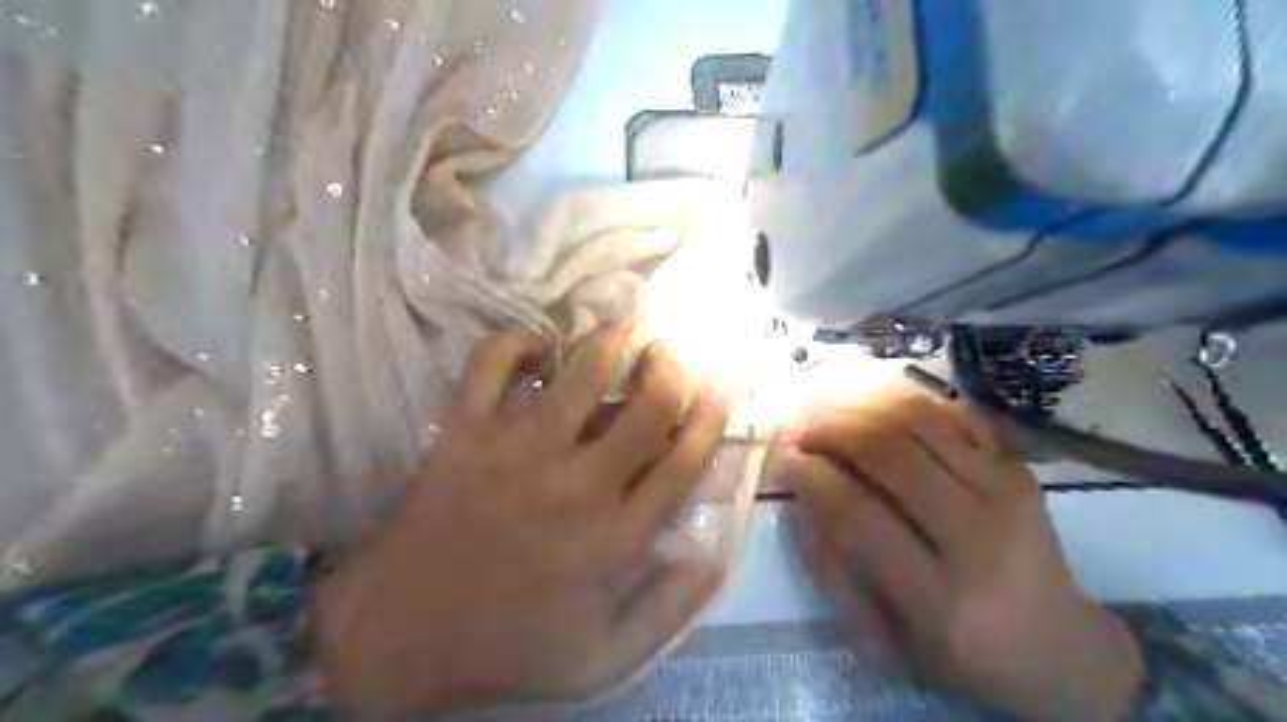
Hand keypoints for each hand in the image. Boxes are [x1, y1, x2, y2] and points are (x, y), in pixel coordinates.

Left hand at [316, 323, 729, 717]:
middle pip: (648, 406)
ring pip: (581, 372)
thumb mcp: (603, 660)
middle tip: (669, 355)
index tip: (717, 392)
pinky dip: (515, 341)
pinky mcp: (463, 433)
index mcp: (615, 539)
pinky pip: (491, 363)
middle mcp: (576, 485)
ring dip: (611, 340)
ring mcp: (517, 452)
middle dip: (671, 369)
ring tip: (622, 330)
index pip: (685, 461)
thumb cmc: (507, 646)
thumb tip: (712, 555)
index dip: (711, 418)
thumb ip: (667, 612)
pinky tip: (536, 347)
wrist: (396, 635)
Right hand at [780, 389, 1140, 721]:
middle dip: (831, 431)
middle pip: (889, 455)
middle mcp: (978, 537)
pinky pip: (954, 415)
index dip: (811, 477)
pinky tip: (878, 412)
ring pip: (919, 423)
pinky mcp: (1021, 471)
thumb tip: (801, 498)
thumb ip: (835, 570)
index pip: (859, 516)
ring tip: (830, 414)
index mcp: (939, 598)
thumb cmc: (960, 653)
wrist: (1061, 650)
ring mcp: (1007, 495)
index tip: (783, 460)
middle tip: (801, 429)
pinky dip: (907, 404)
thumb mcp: (885, 637)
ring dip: (863, 409)